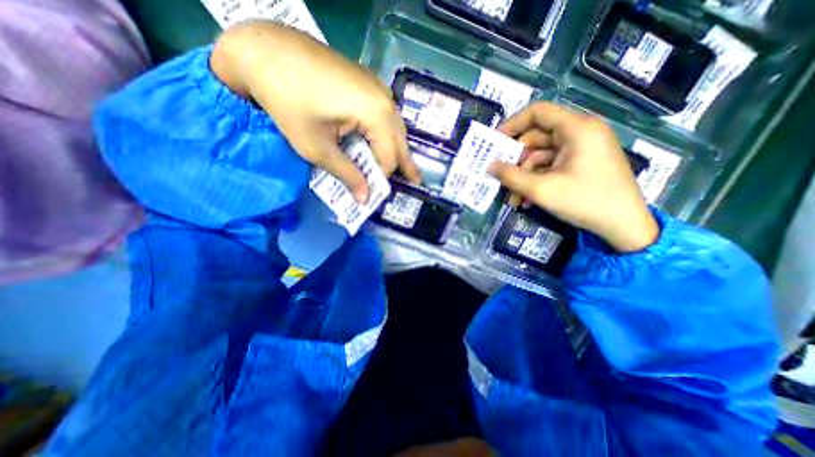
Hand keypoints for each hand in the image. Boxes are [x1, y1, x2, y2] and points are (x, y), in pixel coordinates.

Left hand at [208, 20, 422, 200]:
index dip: (381, 178)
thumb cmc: (289, 103)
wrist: (266, 49)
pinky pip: (387, 115)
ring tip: (406, 168)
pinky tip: (386, 142)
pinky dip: (388, 133)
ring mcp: (379, 88)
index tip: (372, 193)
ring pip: (396, 128)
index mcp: (376, 114)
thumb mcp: (317, 148)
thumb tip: (365, 199)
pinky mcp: (370, 83)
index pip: (389, 158)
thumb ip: (347, 174)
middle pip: (400, 142)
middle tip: (415, 183)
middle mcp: (386, 100)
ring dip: (398, 149)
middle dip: (404, 165)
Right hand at [490, 103, 654, 252]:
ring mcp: (581, 149)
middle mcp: (580, 133)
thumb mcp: (542, 190)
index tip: (494, 142)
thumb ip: (511, 176)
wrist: (624, 226)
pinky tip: (527, 199)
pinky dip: (537, 180)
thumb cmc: (585, 202)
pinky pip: (551, 166)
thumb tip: (489, 167)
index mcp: (577, 129)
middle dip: (516, 160)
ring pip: (541, 155)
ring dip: (524, 176)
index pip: (538, 112)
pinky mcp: (581, 163)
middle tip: (500, 176)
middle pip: (537, 137)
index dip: (512, 124)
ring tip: (514, 198)